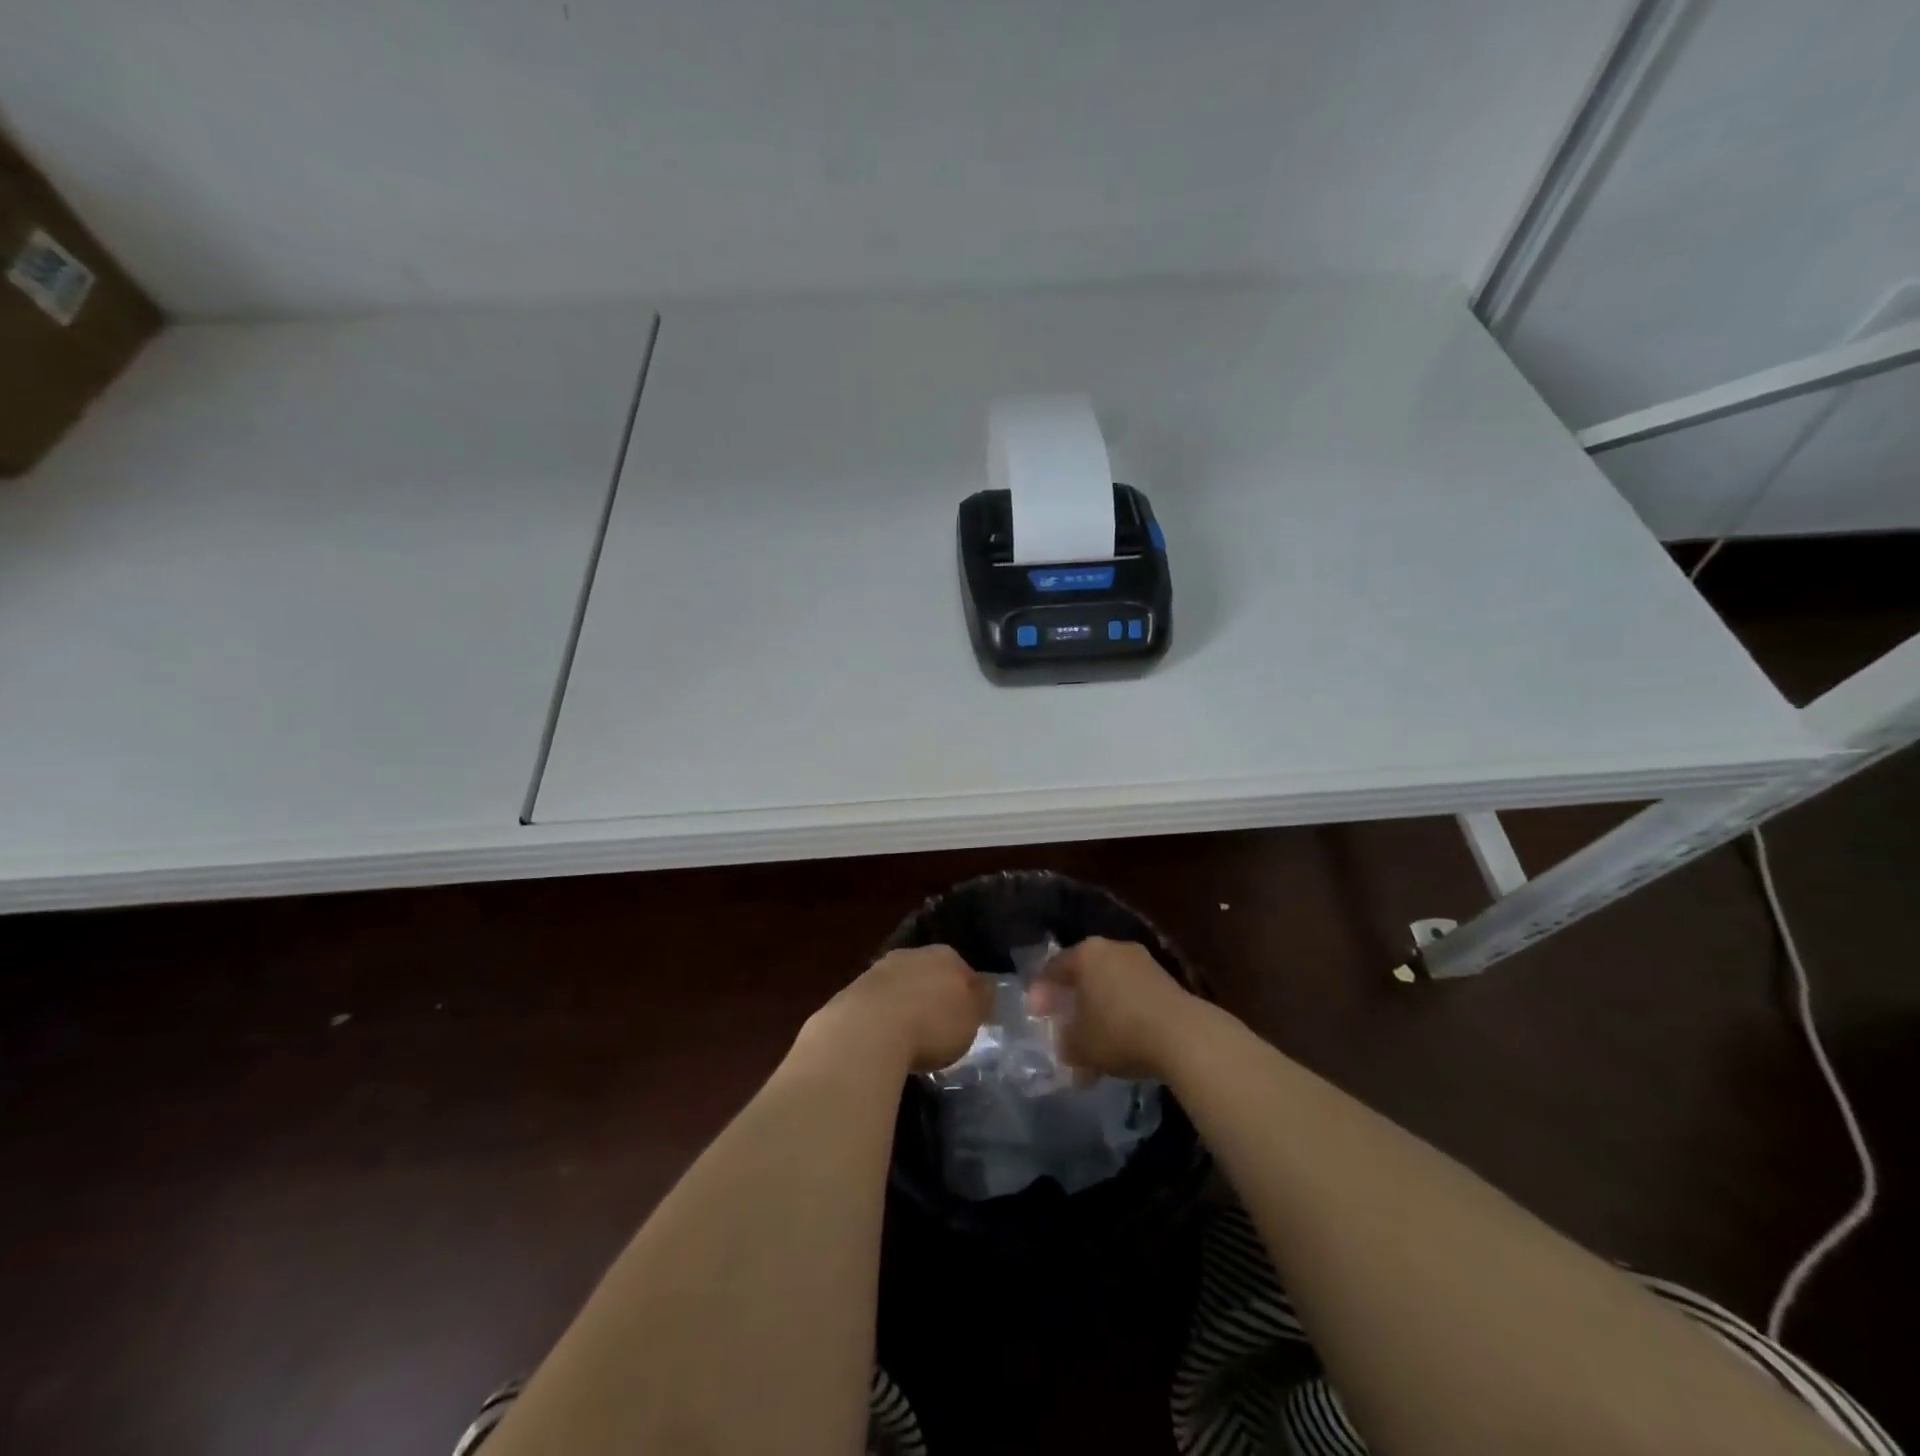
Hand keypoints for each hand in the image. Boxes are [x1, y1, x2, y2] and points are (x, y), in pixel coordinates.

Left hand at [802, 945, 990, 1072]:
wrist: (868, 1030)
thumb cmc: (932, 1022)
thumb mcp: (972, 1015)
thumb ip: (982, 998)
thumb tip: (985, 986)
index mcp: (946, 955)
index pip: (964, 970)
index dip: (967, 995)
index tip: (966, 1020)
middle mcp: (912, 954)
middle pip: (930, 974)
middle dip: (934, 996)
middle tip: (939, 1029)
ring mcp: (879, 970)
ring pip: (902, 986)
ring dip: (906, 1006)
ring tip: (910, 1038)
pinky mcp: (853, 991)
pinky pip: (878, 1005)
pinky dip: (883, 1019)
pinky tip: (885, 1041)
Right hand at [1028, 936, 1198, 1079]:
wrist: (1183, 1036)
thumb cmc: (1119, 1031)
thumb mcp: (1079, 1044)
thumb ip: (1065, 1042)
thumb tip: (1065, 1044)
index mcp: (1087, 953)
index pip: (1055, 967)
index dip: (1041, 991)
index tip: (1035, 1014)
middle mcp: (1114, 948)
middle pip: (1084, 973)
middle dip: (1072, 1000)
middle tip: (1062, 1023)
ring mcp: (1144, 963)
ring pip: (1110, 985)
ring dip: (1099, 1010)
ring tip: (1093, 1040)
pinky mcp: (1167, 982)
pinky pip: (1133, 996)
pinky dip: (1123, 1015)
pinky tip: (1122, 1041)